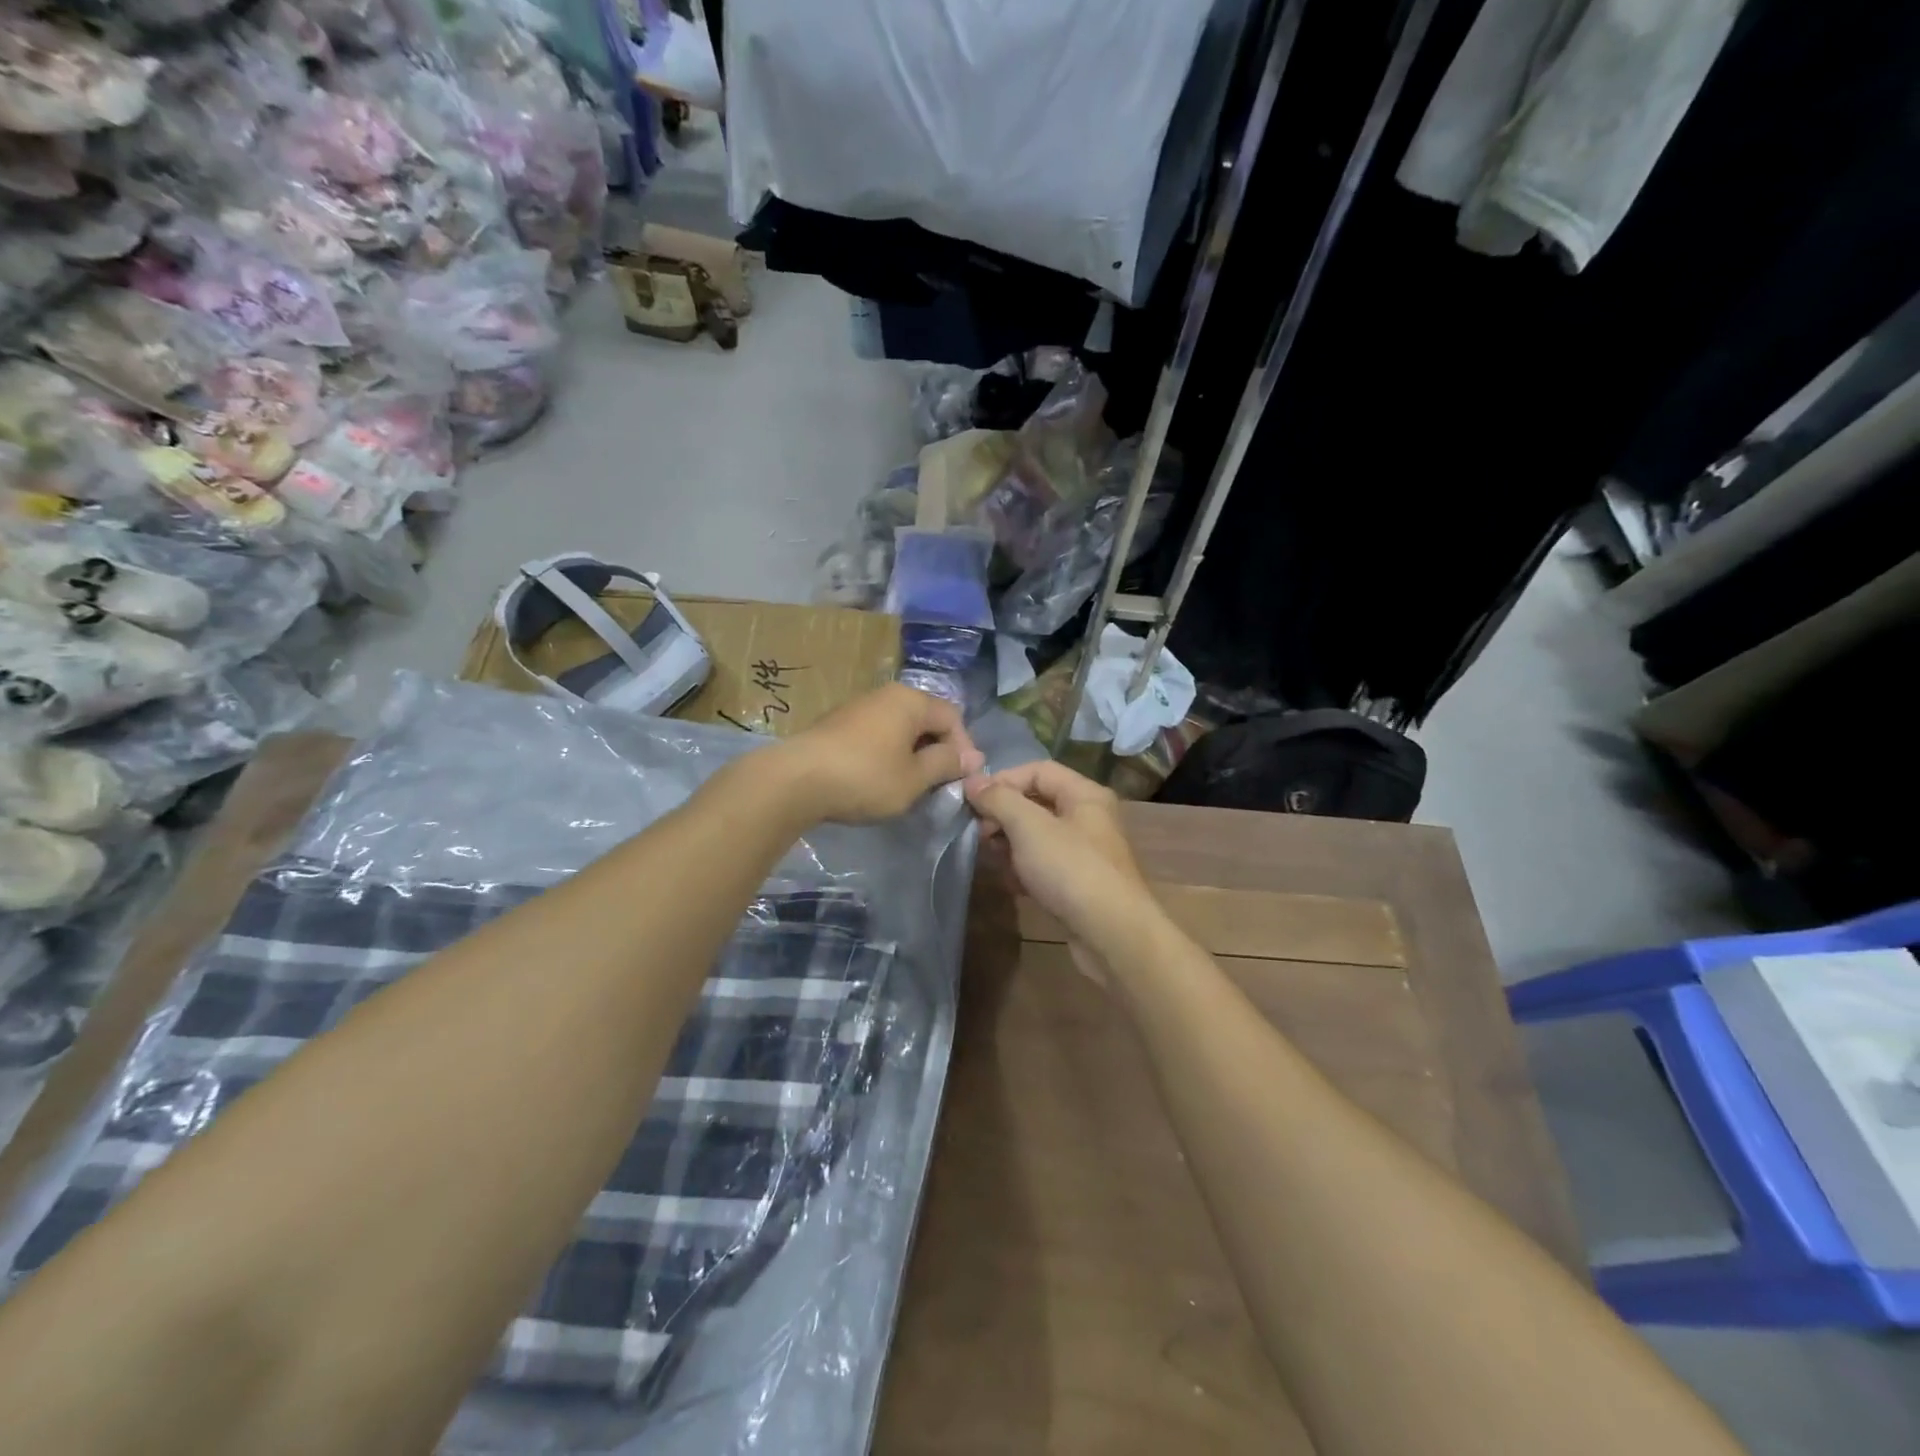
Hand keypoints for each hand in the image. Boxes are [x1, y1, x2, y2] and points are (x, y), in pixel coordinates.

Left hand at [771, 683, 982, 823]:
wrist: (795, 780)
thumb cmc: (865, 778)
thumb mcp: (914, 778)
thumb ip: (946, 764)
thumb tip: (972, 757)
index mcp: (911, 701)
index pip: (952, 717)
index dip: (963, 749)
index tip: (960, 780)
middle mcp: (886, 694)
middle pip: (926, 719)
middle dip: (937, 750)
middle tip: (937, 784)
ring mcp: (859, 706)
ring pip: (900, 726)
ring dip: (911, 753)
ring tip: (909, 784)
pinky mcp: (838, 723)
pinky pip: (876, 733)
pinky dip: (887, 752)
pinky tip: (878, 778)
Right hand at [964, 761, 1154, 971]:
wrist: (1112, 935)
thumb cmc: (1071, 870)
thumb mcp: (1029, 827)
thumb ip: (999, 799)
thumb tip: (972, 782)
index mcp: (1084, 795)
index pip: (1037, 770)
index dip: (1002, 780)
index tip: (972, 801)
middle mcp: (1088, 818)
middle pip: (1037, 802)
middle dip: (1003, 814)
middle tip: (978, 833)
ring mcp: (1085, 853)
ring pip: (1038, 836)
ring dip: (1010, 843)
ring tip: (990, 858)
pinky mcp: (1079, 884)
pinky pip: (1044, 865)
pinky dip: (1024, 869)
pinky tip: (1009, 883)